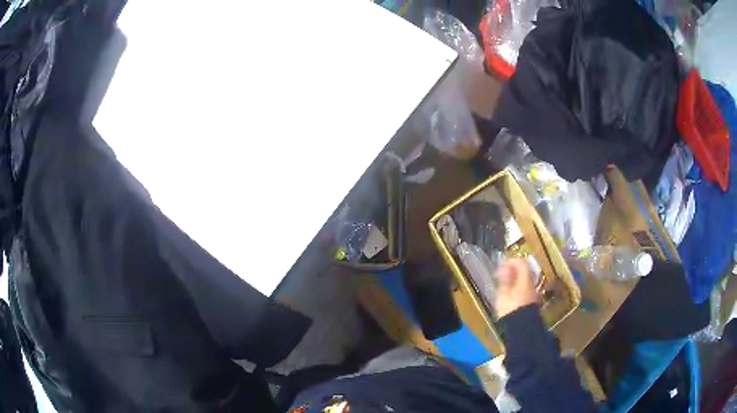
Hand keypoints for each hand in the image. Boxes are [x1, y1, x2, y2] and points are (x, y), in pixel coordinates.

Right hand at [494, 258, 538, 318]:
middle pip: (525, 271)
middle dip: (514, 270)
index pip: (522, 263)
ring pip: (526, 280)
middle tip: (503, 273)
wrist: (521, 330)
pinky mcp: (533, 302)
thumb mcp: (503, 295)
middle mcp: (532, 285)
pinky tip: (511, 294)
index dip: (512, 261)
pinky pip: (526, 289)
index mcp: (525, 281)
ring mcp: (534, 294)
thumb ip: (504, 280)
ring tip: (505, 284)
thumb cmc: (510, 311)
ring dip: (516, 279)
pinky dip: (519, 287)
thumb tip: (504, 267)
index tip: (502, 264)